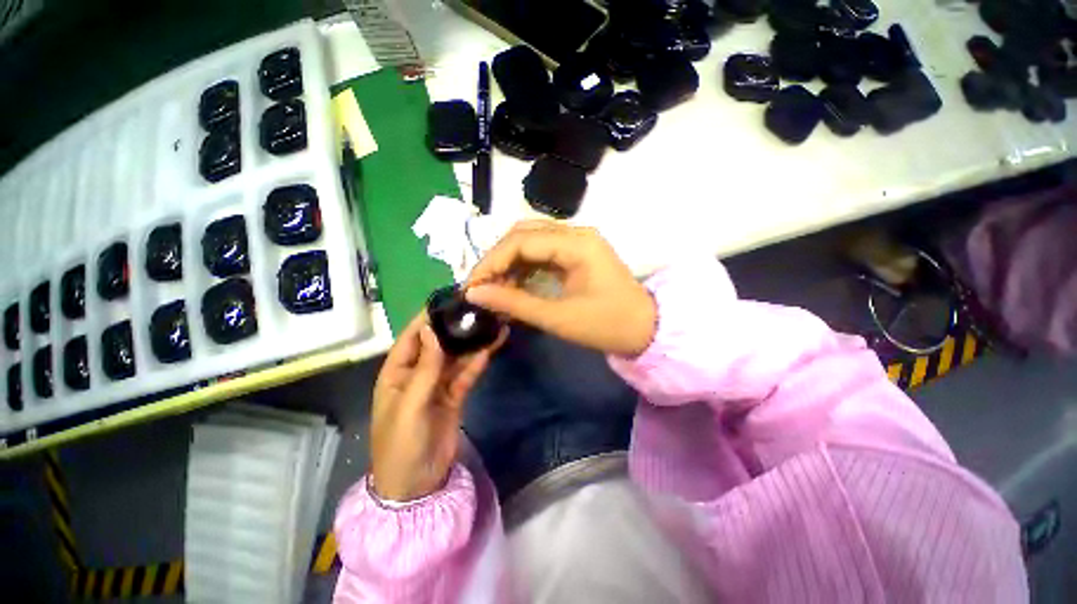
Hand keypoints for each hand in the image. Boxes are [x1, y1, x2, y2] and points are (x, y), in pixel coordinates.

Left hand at [370, 314, 502, 501]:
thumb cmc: (401, 443)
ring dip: (472, 342)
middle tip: (477, 308)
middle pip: (439, 344)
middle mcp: (418, 373)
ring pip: (456, 357)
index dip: (428, 317)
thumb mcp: (410, 405)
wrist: (417, 484)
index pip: (413, 337)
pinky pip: (467, 373)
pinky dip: (478, 361)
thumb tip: (432, 329)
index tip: (448, 298)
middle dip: (456, 327)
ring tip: (491, 322)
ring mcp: (438, 384)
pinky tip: (491, 347)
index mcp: (397, 372)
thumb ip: (425, 367)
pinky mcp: (455, 395)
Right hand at [465, 221, 656, 355]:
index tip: (472, 286)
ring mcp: (578, 241)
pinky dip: (523, 265)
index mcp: (577, 244)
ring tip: (493, 287)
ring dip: (508, 261)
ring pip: (531, 240)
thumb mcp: (558, 317)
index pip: (521, 241)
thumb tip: (475, 294)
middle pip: (523, 233)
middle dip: (497, 258)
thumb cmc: (606, 325)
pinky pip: (542, 251)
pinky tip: (512, 283)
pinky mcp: (577, 253)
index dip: (491, 261)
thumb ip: (514, 303)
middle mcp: (576, 233)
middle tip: (480, 286)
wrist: (645, 329)